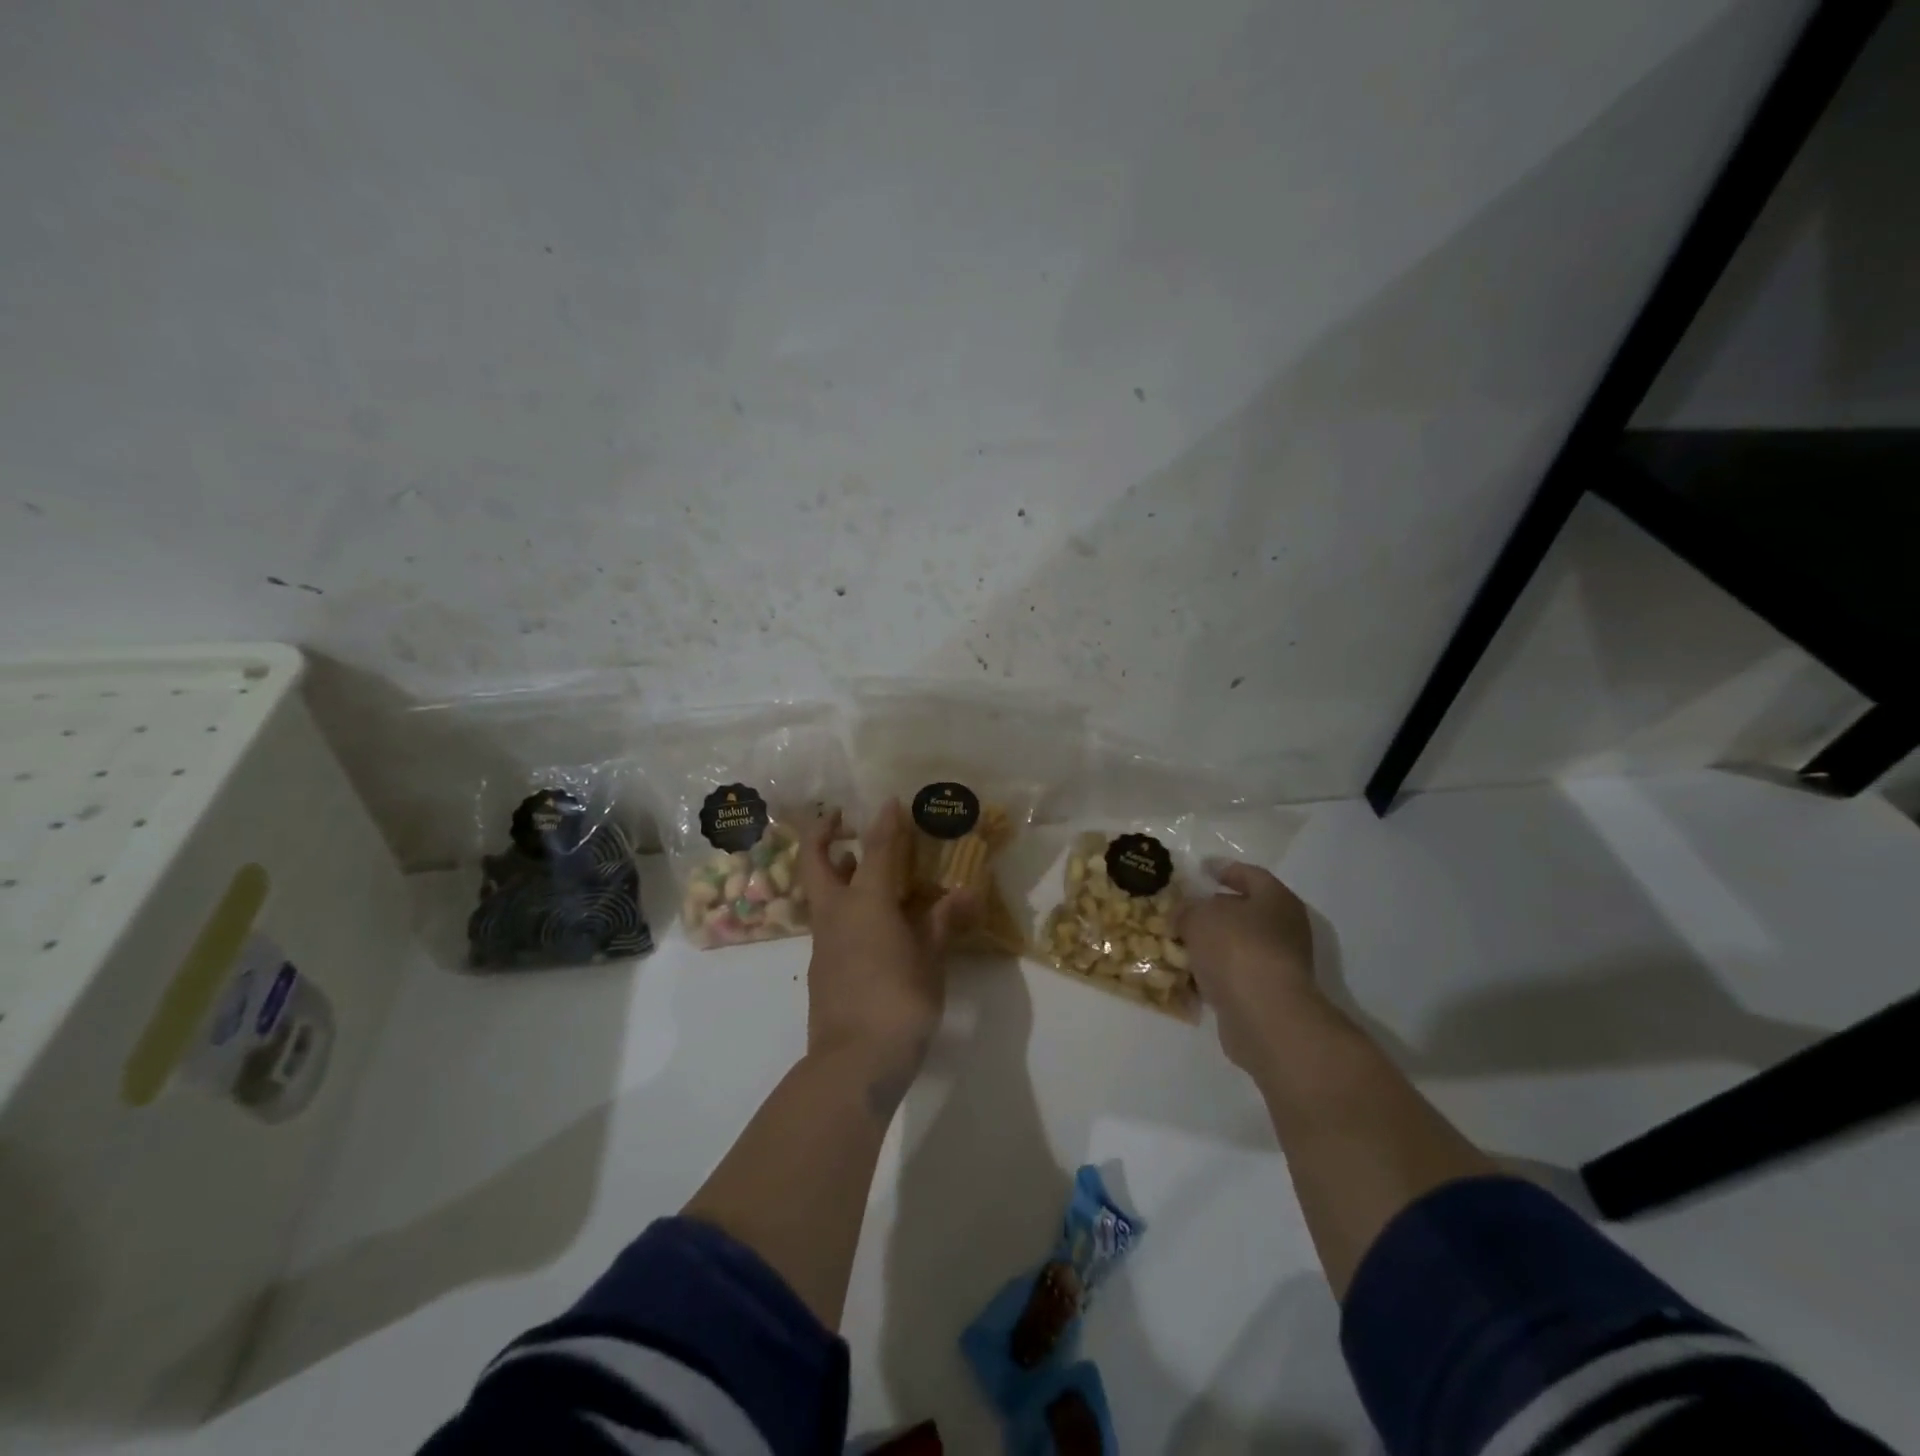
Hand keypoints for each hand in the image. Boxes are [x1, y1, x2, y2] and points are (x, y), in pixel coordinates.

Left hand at [798, 800, 974, 1092]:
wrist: (853, 1063)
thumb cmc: (899, 1003)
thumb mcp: (930, 960)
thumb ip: (943, 923)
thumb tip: (966, 893)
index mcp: (865, 904)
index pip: (875, 850)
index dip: (884, 823)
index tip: (890, 802)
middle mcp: (836, 915)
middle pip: (816, 863)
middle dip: (822, 834)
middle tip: (840, 819)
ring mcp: (823, 943)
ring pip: (820, 893)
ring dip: (834, 871)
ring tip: (861, 865)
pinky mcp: (822, 969)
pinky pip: (829, 923)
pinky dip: (844, 907)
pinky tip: (870, 921)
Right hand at [1176, 862, 1321, 1074]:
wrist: (1264, 1016)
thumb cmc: (1236, 949)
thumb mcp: (1199, 917)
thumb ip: (1188, 910)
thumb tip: (1185, 914)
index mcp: (1276, 899)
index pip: (1249, 874)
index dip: (1223, 869)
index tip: (1200, 869)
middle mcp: (1284, 929)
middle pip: (1245, 912)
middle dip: (1214, 911)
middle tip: (1183, 908)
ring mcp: (1279, 964)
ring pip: (1237, 946)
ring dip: (1211, 945)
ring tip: (1178, 942)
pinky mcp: (1267, 996)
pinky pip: (1233, 975)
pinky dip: (1213, 973)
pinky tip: (1187, 974)